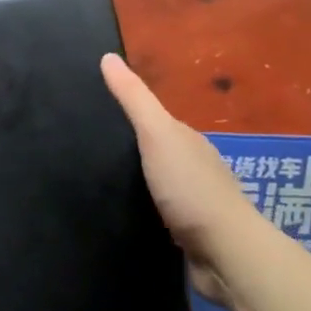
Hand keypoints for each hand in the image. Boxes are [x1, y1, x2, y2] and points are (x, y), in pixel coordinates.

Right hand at [101, 54, 268, 302]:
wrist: (226, 254)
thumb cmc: (191, 188)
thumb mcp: (157, 133)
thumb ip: (133, 99)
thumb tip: (107, 56)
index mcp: (188, 142)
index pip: (154, 120)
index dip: (127, 114)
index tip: (92, 114)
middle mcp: (193, 169)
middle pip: (155, 152)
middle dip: (128, 150)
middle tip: (84, 149)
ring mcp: (193, 204)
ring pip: (156, 185)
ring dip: (134, 183)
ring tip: (95, 182)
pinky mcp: (188, 236)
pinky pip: (157, 216)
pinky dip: (141, 211)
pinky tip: (120, 213)